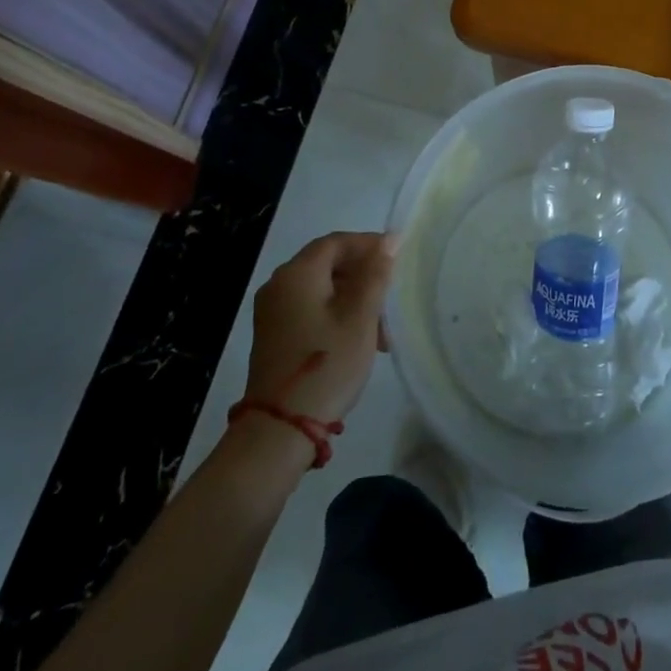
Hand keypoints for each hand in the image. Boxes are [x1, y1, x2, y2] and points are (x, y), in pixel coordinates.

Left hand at [244, 232, 397, 424]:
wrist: (280, 429)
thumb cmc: (327, 364)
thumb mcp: (360, 317)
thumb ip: (375, 274)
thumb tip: (388, 241)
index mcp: (297, 274)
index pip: (337, 242)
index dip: (368, 244)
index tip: (397, 257)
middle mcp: (279, 285)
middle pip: (328, 264)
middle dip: (363, 276)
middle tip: (391, 297)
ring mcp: (272, 312)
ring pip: (321, 290)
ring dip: (353, 299)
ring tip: (382, 330)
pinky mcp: (273, 336)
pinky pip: (310, 309)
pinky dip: (336, 315)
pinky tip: (358, 340)